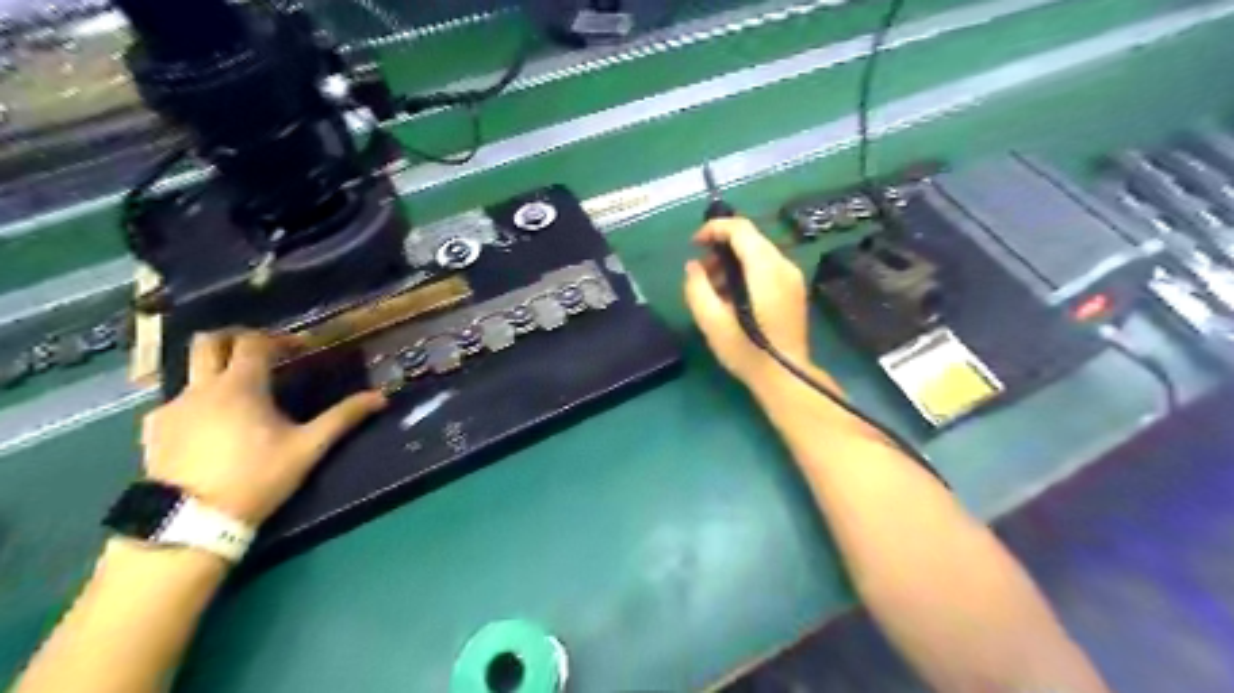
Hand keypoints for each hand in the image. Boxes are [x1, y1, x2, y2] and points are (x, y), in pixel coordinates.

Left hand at [139, 331, 383, 523]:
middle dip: (236, 337)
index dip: (280, 339)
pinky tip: (213, 426)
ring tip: (242, 395)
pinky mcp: (155, 429)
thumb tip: (381, 397)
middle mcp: (202, 387)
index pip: (256, 341)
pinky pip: (178, 401)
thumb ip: (343, 417)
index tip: (300, 350)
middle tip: (262, 352)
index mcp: (242, 385)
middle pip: (209, 341)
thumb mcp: (308, 447)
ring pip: (192, 372)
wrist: (191, 520)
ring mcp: (173, 406)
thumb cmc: (257, 477)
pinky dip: (199, 401)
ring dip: (217, 371)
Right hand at [686, 217, 810, 383]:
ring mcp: (792, 277)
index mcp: (765, 269)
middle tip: (701, 271)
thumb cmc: (747, 351)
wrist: (785, 376)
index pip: (741, 229)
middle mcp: (783, 266)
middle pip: (750, 238)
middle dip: (721, 246)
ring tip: (713, 287)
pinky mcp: (794, 289)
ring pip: (758, 252)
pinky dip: (746, 271)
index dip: (714, 228)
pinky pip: (767, 267)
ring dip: (733, 260)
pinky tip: (733, 296)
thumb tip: (693, 266)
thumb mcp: (712, 322)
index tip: (694, 244)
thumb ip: (697, 288)